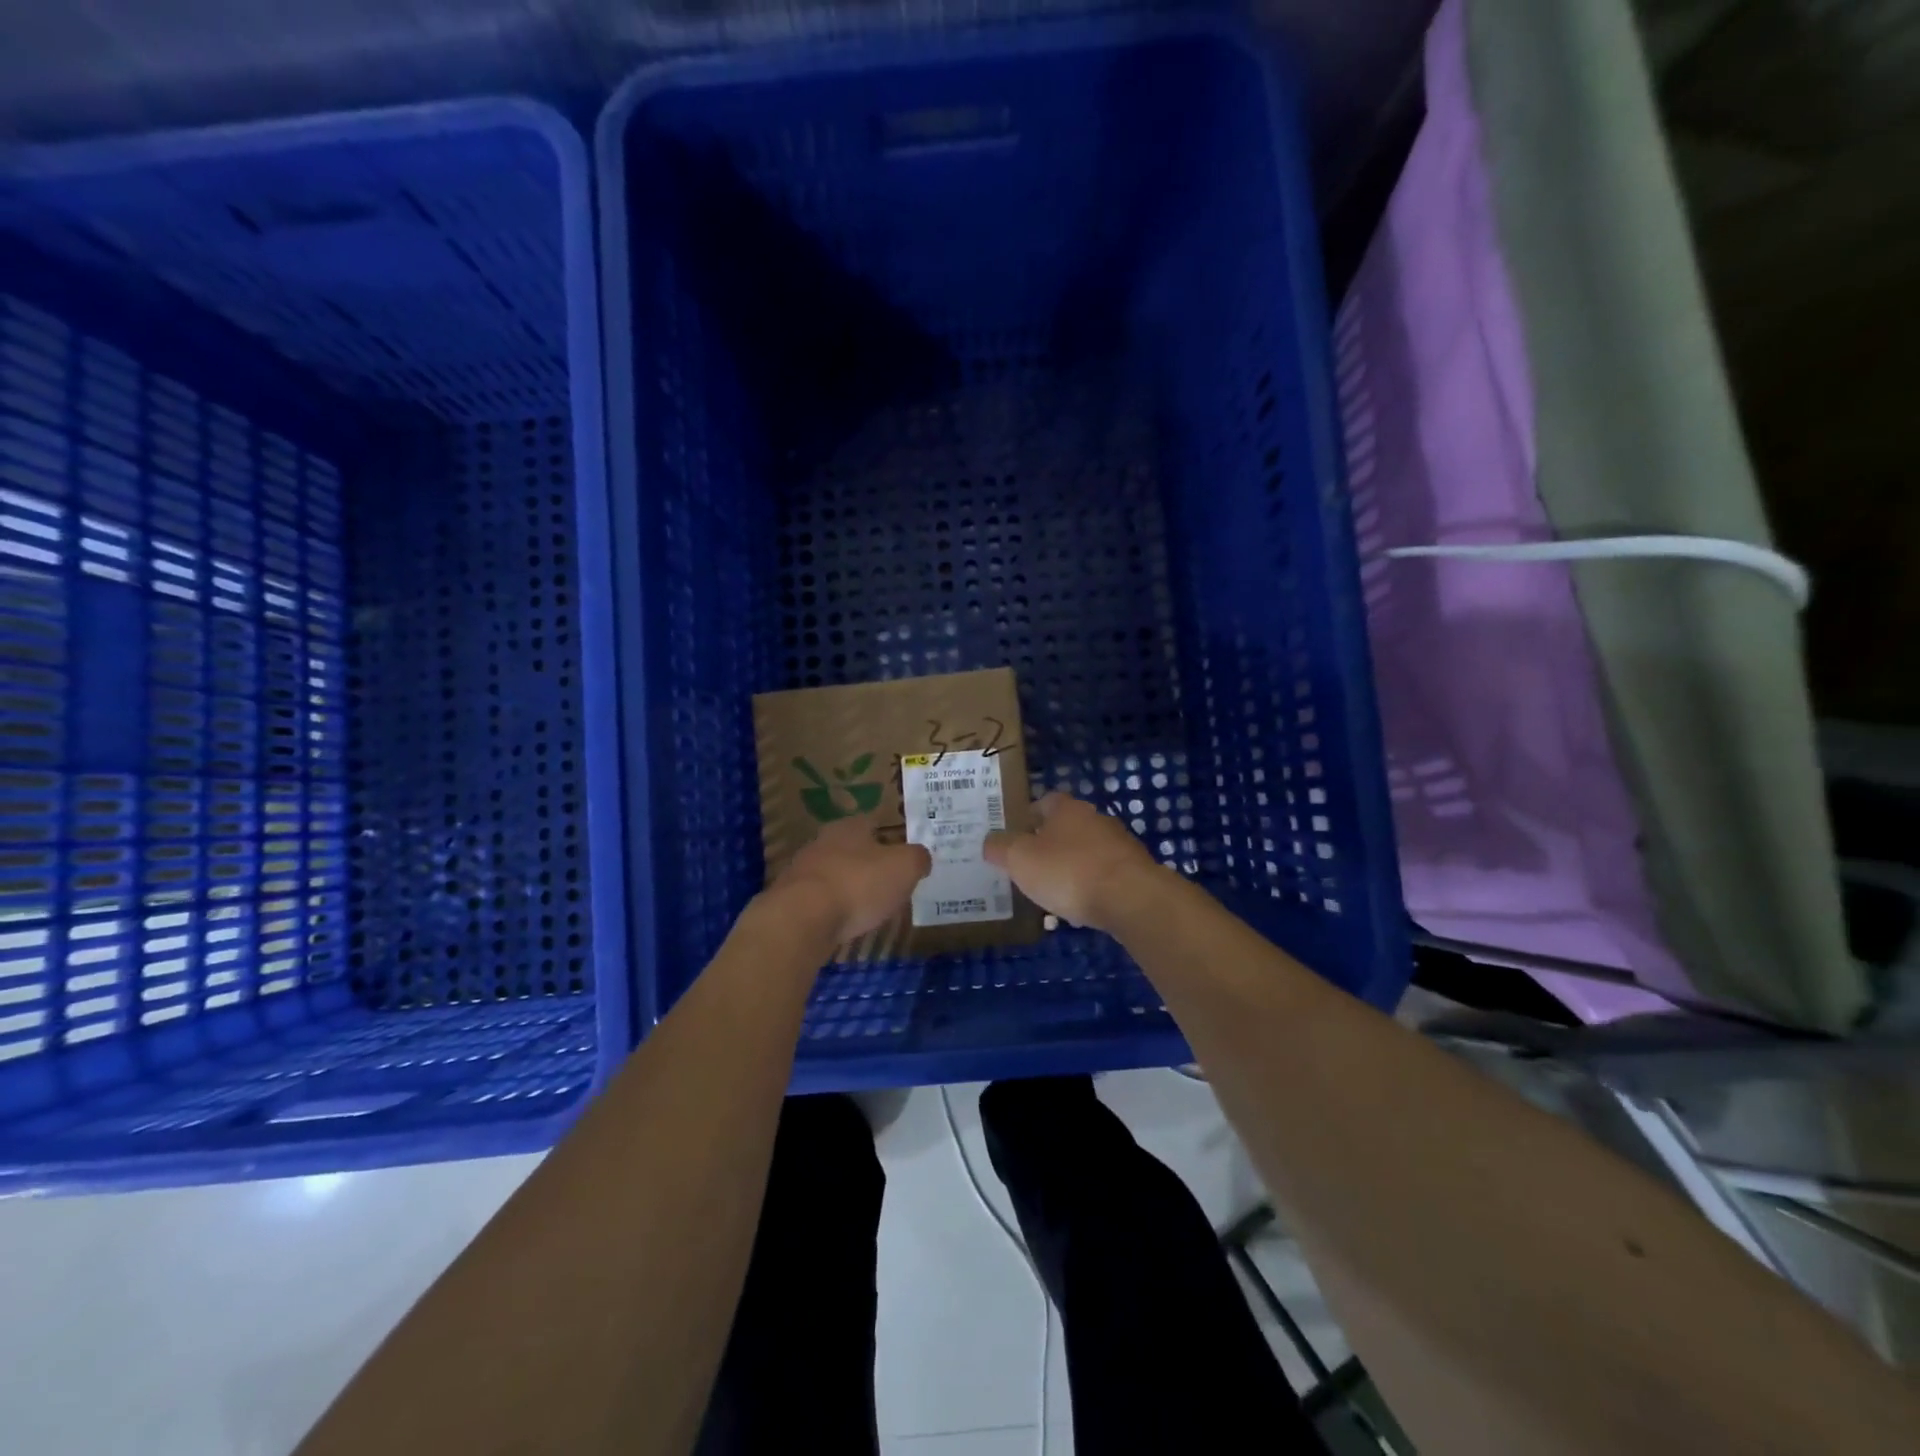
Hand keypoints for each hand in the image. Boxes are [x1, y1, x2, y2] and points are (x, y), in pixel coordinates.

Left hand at [773, 816, 931, 944]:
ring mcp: (802, 871)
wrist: (801, 918)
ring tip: (867, 908)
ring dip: (848, 888)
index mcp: (850, 827)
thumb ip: (918, 859)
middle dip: (868, 865)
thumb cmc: (859, 884)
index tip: (903, 859)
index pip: (873, 824)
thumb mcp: (905, 868)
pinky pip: (819, 901)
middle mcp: (822, 842)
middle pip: (851, 849)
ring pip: (833, 875)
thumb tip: (921, 857)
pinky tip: (842, 924)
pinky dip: (832, 910)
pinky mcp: (789, 900)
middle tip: (888, 884)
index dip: (890, 840)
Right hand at [983, 791, 1163, 930]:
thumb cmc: (1068, 871)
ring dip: (1071, 868)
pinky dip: (1091, 887)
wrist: (1131, 898)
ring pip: (1087, 852)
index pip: (1045, 802)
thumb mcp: (1020, 860)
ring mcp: (1120, 844)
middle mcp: (1096, 819)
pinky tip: (1081, 908)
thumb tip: (990, 842)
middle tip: (1030, 867)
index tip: (1015, 837)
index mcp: (1067, 809)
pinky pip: (1104, 876)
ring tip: (1053, 893)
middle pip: (1067, 827)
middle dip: (1050, 845)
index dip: (1028, 817)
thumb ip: (1001, 848)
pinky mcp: (1135, 871)